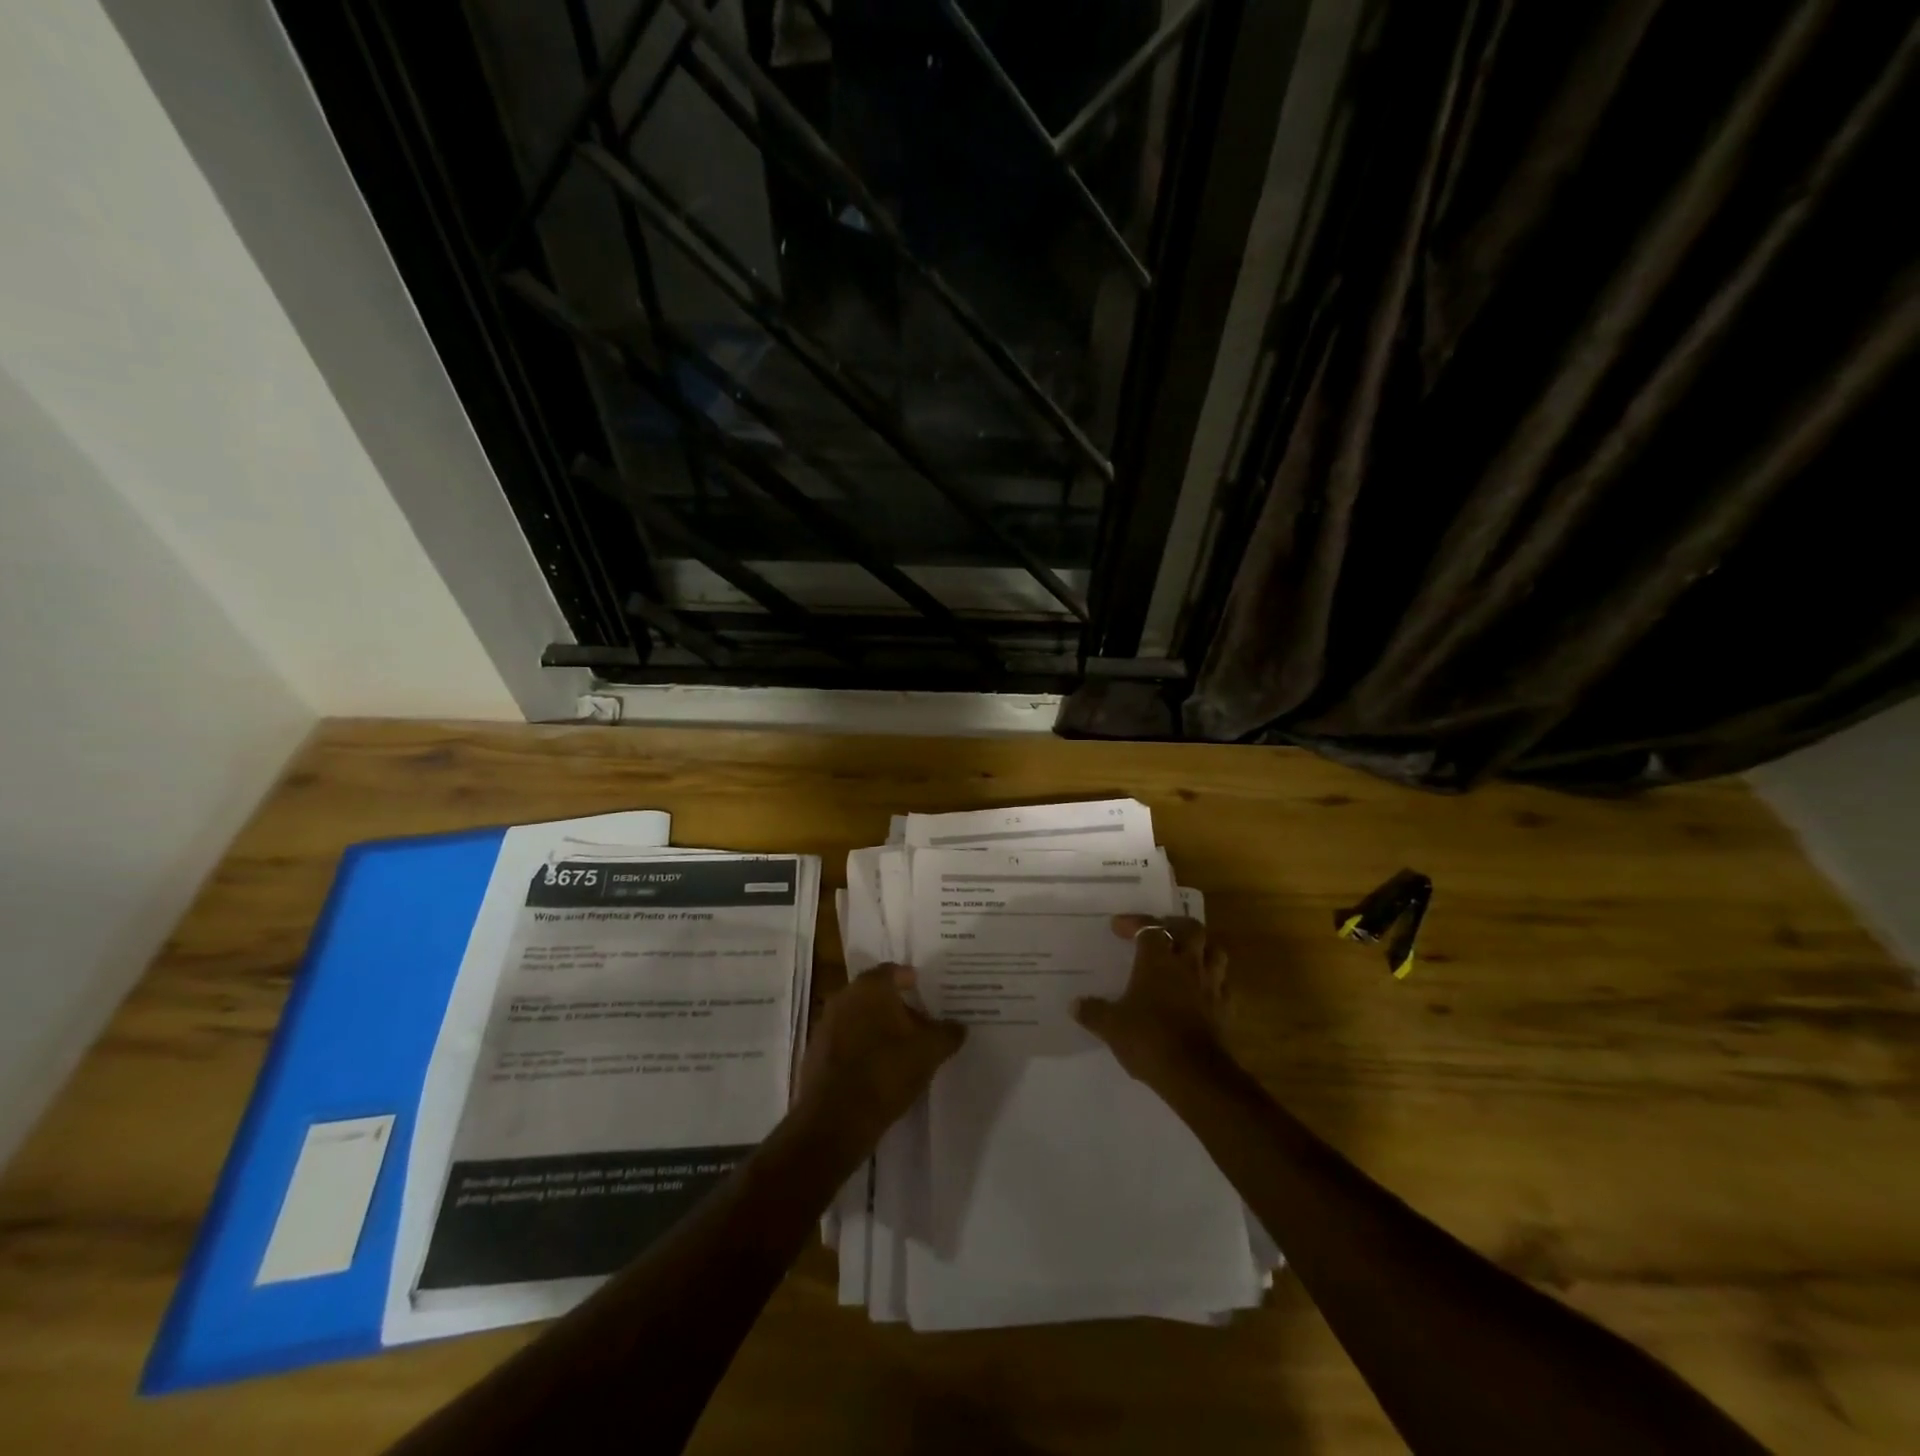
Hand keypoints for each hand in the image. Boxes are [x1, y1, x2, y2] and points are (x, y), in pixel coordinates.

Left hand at [797, 965, 965, 1144]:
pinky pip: (846, 1041)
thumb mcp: (929, 1051)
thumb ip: (947, 1033)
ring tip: (902, 1049)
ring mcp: (826, 1025)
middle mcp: (844, 997)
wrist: (835, 1120)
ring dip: (878, 1028)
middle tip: (921, 1023)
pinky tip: (879, 1069)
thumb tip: (959, 1026)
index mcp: (870, 987)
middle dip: (897, 1007)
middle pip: (876, 995)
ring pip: (859, 1018)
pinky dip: (862, 1048)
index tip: (928, 994)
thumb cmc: (886, 1072)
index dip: (912, 981)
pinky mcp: (816, 1054)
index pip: (894, 971)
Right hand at [1073, 916, 1228, 1086]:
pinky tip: (1202, 991)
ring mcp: (1211, 986)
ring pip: (1215, 952)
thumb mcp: (1111, 1026)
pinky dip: (1214, 982)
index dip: (1135, 923)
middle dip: (1176, 926)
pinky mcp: (1225, 1009)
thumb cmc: (1148, 1039)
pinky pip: (1224, 985)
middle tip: (1161, 933)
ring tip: (1186, 957)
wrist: (1194, 1074)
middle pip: (1191, 929)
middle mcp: (1187, 965)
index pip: (1150, 928)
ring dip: (1202, 949)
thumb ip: (1093, 1011)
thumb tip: (1075, 1005)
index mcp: (1158, 960)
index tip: (1118, 928)